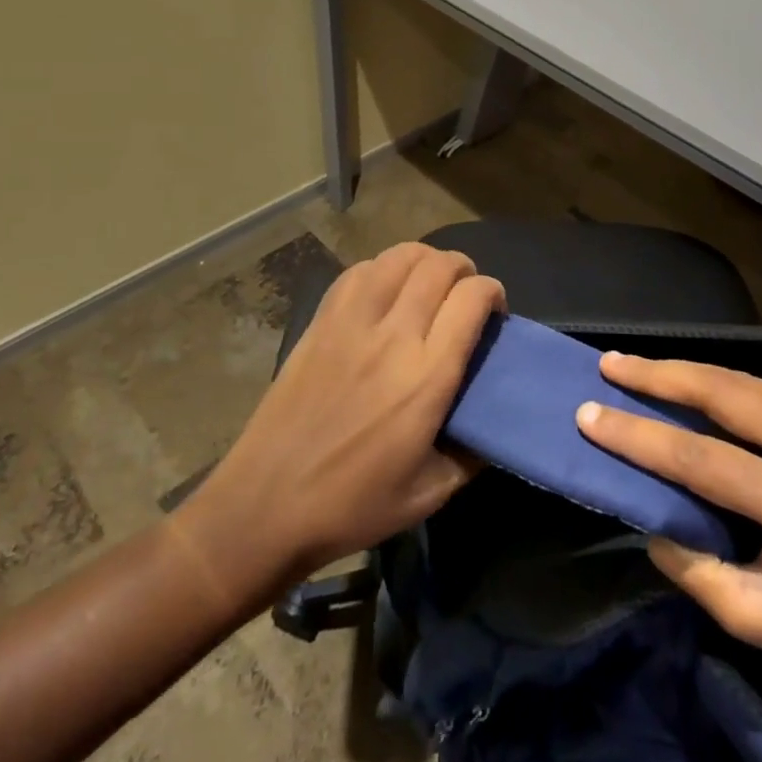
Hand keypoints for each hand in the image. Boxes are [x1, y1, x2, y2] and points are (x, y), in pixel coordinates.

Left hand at [198, 242, 502, 578]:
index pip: (471, 299)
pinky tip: (385, 289)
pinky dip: (382, 268)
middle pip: (438, 267)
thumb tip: (495, 427)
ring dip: (424, 260)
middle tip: (465, 293)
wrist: (266, 504)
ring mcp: (351, 322)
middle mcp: (393, 336)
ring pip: (398, 257)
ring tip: (428, 282)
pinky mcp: (321, 321)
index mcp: (427, 376)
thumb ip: (472, 455)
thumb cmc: (352, 505)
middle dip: (463, 269)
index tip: (494, 310)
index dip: (492, 292)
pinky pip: (359, 271)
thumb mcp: (429, 494)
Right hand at [576, 353, 761, 718]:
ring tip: (639, 367)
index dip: (641, 436)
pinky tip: (691, 383)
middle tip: (611, 364)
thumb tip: (650, 518)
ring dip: (690, 372)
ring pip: (749, 383)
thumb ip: (697, 570)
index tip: (590, 414)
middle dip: (663, 376)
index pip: (704, 460)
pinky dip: (723, 384)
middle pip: (728, 395)